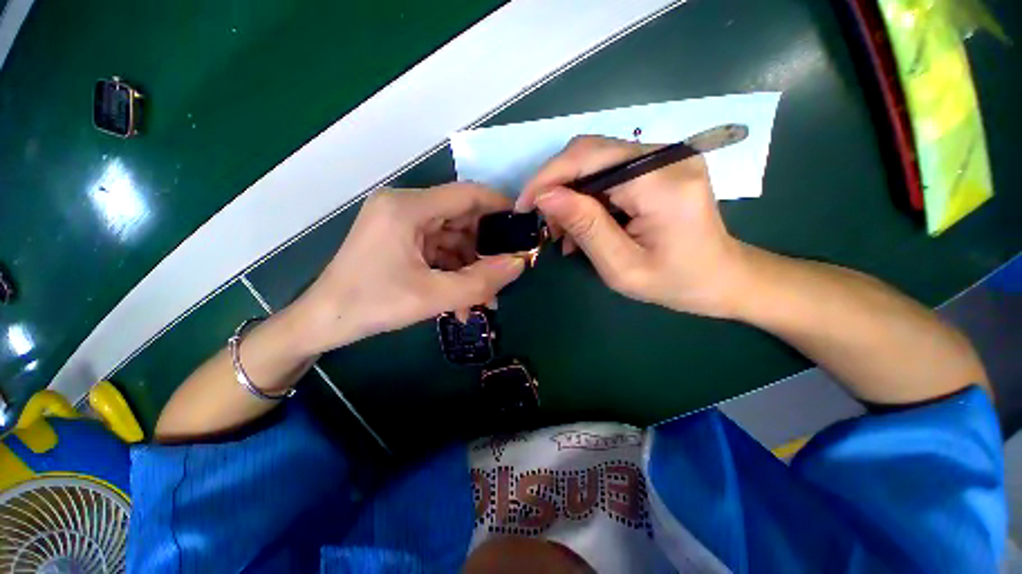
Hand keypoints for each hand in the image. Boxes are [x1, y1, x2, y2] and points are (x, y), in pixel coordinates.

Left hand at [293, 183, 524, 352]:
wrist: (322, 323)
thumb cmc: (372, 305)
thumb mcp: (433, 296)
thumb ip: (481, 282)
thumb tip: (520, 263)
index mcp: (408, 208)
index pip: (466, 195)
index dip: (499, 206)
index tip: (523, 224)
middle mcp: (405, 207)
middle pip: (461, 219)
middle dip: (484, 251)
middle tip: (502, 275)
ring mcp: (401, 224)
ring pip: (452, 239)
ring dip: (469, 269)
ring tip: (482, 300)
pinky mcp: (400, 240)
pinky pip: (437, 251)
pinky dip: (452, 272)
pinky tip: (460, 301)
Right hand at [516, 135, 748, 318]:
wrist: (722, 278)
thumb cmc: (676, 282)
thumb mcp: (622, 267)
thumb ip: (585, 227)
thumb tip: (545, 197)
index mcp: (663, 183)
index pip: (590, 158)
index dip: (548, 177)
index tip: (524, 206)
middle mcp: (667, 156)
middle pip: (590, 151)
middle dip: (556, 185)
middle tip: (544, 222)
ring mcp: (666, 156)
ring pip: (596, 160)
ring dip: (570, 193)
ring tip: (563, 231)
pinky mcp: (660, 165)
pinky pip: (609, 171)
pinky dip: (588, 196)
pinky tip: (583, 224)